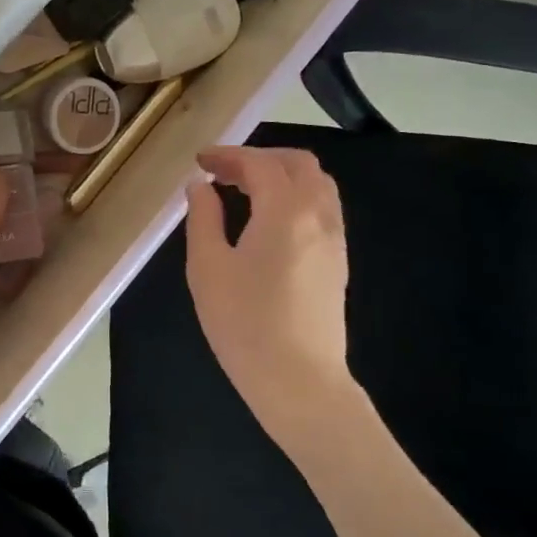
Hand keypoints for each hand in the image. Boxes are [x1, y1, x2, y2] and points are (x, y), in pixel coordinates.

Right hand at [184, 146, 362, 459]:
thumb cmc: (244, 324)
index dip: (228, 156)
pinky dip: (295, 197)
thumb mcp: (207, 267)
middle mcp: (318, 215)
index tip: (199, 162)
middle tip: (222, 173)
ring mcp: (335, 239)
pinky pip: (322, 209)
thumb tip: (200, 187)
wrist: (299, 381)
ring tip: (244, 193)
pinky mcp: (337, 262)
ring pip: (317, 184)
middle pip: (298, 164)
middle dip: (259, 158)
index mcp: (285, 210)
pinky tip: (268, 221)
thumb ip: (203, 218)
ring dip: (281, 176)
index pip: (259, 164)